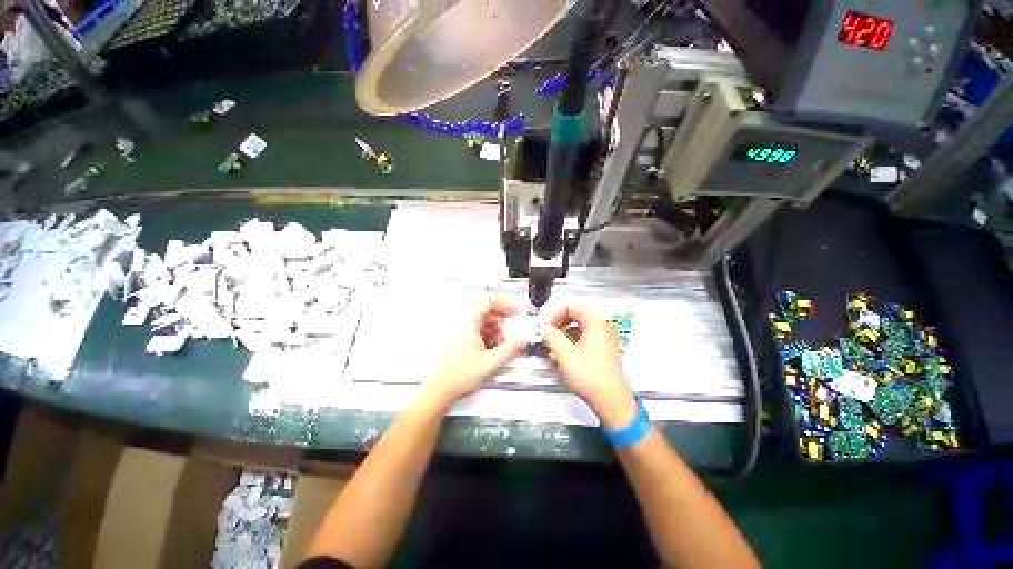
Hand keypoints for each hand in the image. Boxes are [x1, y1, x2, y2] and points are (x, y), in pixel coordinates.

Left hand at [424, 297, 525, 406]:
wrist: (441, 390)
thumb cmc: (457, 376)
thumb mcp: (491, 362)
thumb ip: (510, 349)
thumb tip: (521, 341)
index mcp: (469, 324)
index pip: (489, 302)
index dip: (505, 304)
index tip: (515, 311)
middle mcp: (463, 325)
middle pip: (488, 314)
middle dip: (502, 324)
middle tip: (510, 334)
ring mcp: (461, 334)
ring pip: (484, 325)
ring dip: (496, 333)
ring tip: (500, 348)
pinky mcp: (462, 343)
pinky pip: (479, 334)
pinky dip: (489, 340)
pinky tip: (491, 354)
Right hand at [541, 304, 637, 428]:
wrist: (609, 400)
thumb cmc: (591, 377)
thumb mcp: (565, 354)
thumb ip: (551, 337)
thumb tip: (545, 329)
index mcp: (595, 323)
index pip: (572, 305)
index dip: (556, 313)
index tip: (546, 324)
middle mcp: (601, 328)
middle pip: (575, 315)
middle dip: (558, 322)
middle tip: (548, 332)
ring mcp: (603, 339)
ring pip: (578, 327)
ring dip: (563, 333)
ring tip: (552, 344)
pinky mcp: (601, 351)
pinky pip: (582, 338)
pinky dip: (570, 341)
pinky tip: (562, 354)